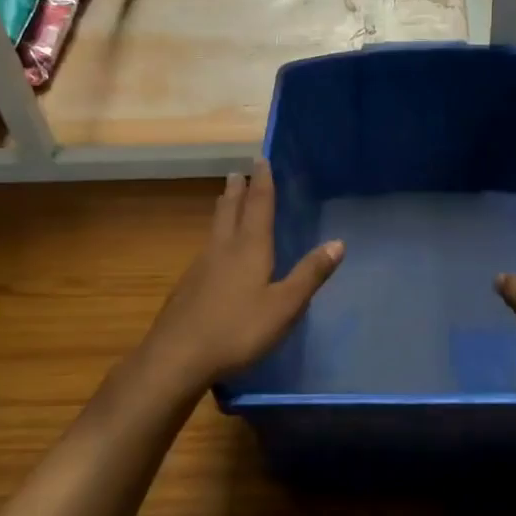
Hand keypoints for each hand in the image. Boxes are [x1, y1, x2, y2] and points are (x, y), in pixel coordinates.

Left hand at [144, 159, 343, 384]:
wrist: (177, 357)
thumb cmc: (238, 330)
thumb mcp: (284, 306)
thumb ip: (310, 274)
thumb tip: (338, 242)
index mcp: (249, 248)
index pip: (259, 206)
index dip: (263, 182)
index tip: (261, 159)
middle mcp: (223, 249)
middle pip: (230, 211)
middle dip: (237, 191)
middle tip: (238, 172)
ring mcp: (200, 268)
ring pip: (215, 229)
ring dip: (223, 210)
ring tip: (226, 200)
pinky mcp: (187, 287)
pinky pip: (206, 250)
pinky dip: (215, 238)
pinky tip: (214, 254)